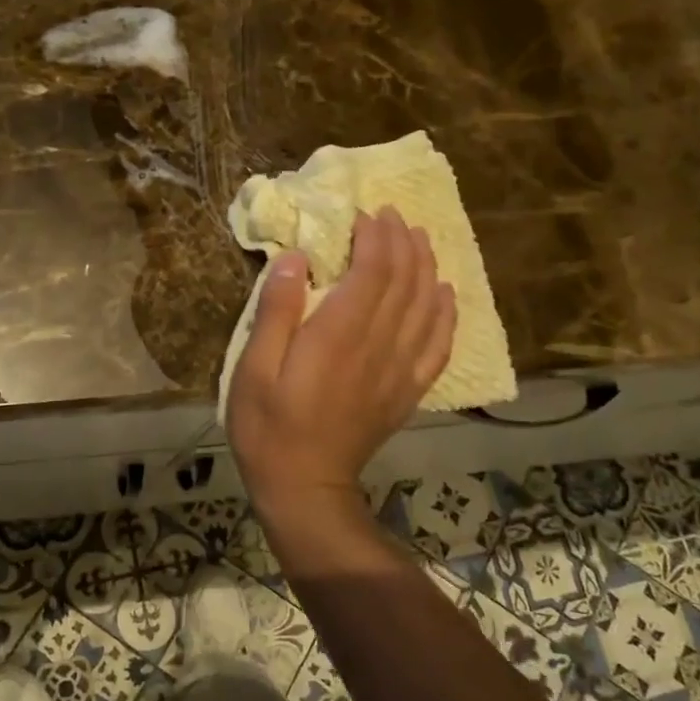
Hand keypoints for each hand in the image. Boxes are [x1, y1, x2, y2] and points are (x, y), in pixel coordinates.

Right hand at [226, 206, 455, 526]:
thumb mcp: (253, 370)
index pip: (373, 270)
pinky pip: (439, 344)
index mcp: (338, 335)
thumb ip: (275, 312)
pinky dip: (446, 313)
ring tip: (420, 240)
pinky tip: (445, 294)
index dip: (375, 236)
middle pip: (405, 281)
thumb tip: (293, 258)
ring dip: (427, 266)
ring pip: (427, 305)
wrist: (304, 488)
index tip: (366, 212)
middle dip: (402, 241)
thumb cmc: (268, 427)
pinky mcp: (407, 391)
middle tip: (393, 215)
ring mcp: (398, 369)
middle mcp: (378, 345)